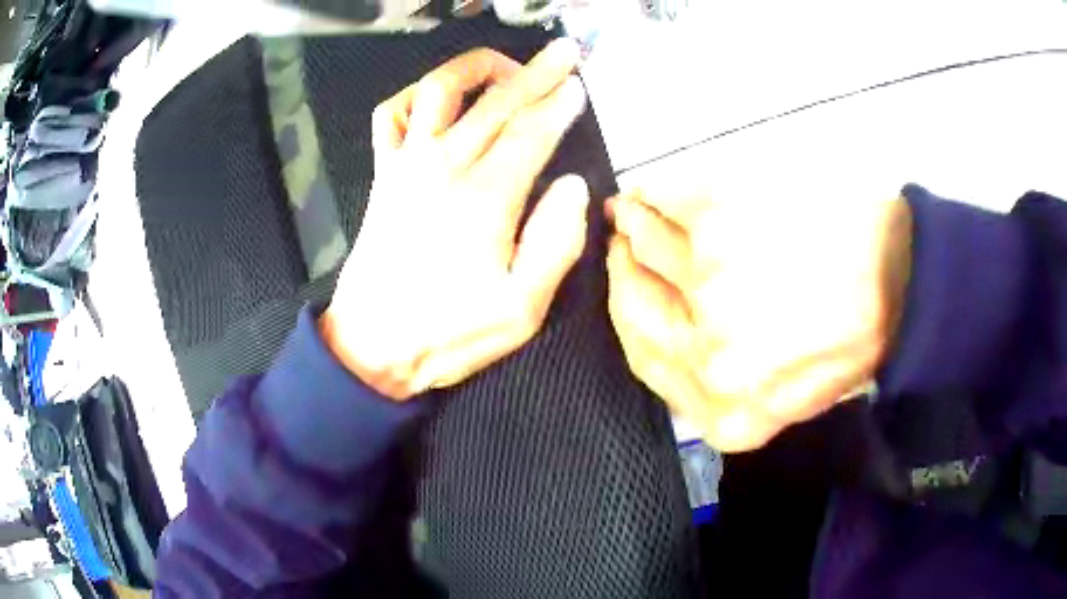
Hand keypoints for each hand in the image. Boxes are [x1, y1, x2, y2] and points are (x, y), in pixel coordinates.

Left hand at [320, 40, 589, 400]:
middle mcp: (444, 166)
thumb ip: (556, 244)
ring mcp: (406, 164)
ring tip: (507, 66)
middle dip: (537, 72)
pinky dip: (413, 94)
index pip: (532, 132)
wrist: (371, 346)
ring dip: (477, 68)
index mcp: (485, 198)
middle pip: (497, 101)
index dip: (560, 104)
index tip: (579, 85)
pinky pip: (389, 114)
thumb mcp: (521, 311)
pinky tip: (435, 97)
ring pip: (439, 89)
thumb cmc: (448, 334)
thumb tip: (574, 186)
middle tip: (564, 53)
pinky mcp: (382, 174)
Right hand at [605, 175, 911, 451]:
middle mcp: (708, 357)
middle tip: (622, 237)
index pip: (645, 360)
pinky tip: (656, 188)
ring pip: (646, 247)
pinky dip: (655, 192)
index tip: (627, 280)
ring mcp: (710, 286)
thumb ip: (728, 389)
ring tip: (633, 206)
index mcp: (727, 411)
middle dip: (625, 268)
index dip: (630, 316)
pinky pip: (666, 201)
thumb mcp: (790, 399)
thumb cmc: (855, 338)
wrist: (904, 281)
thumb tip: (680, 340)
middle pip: (635, 308)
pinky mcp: (722, 222)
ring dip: (633, 221)